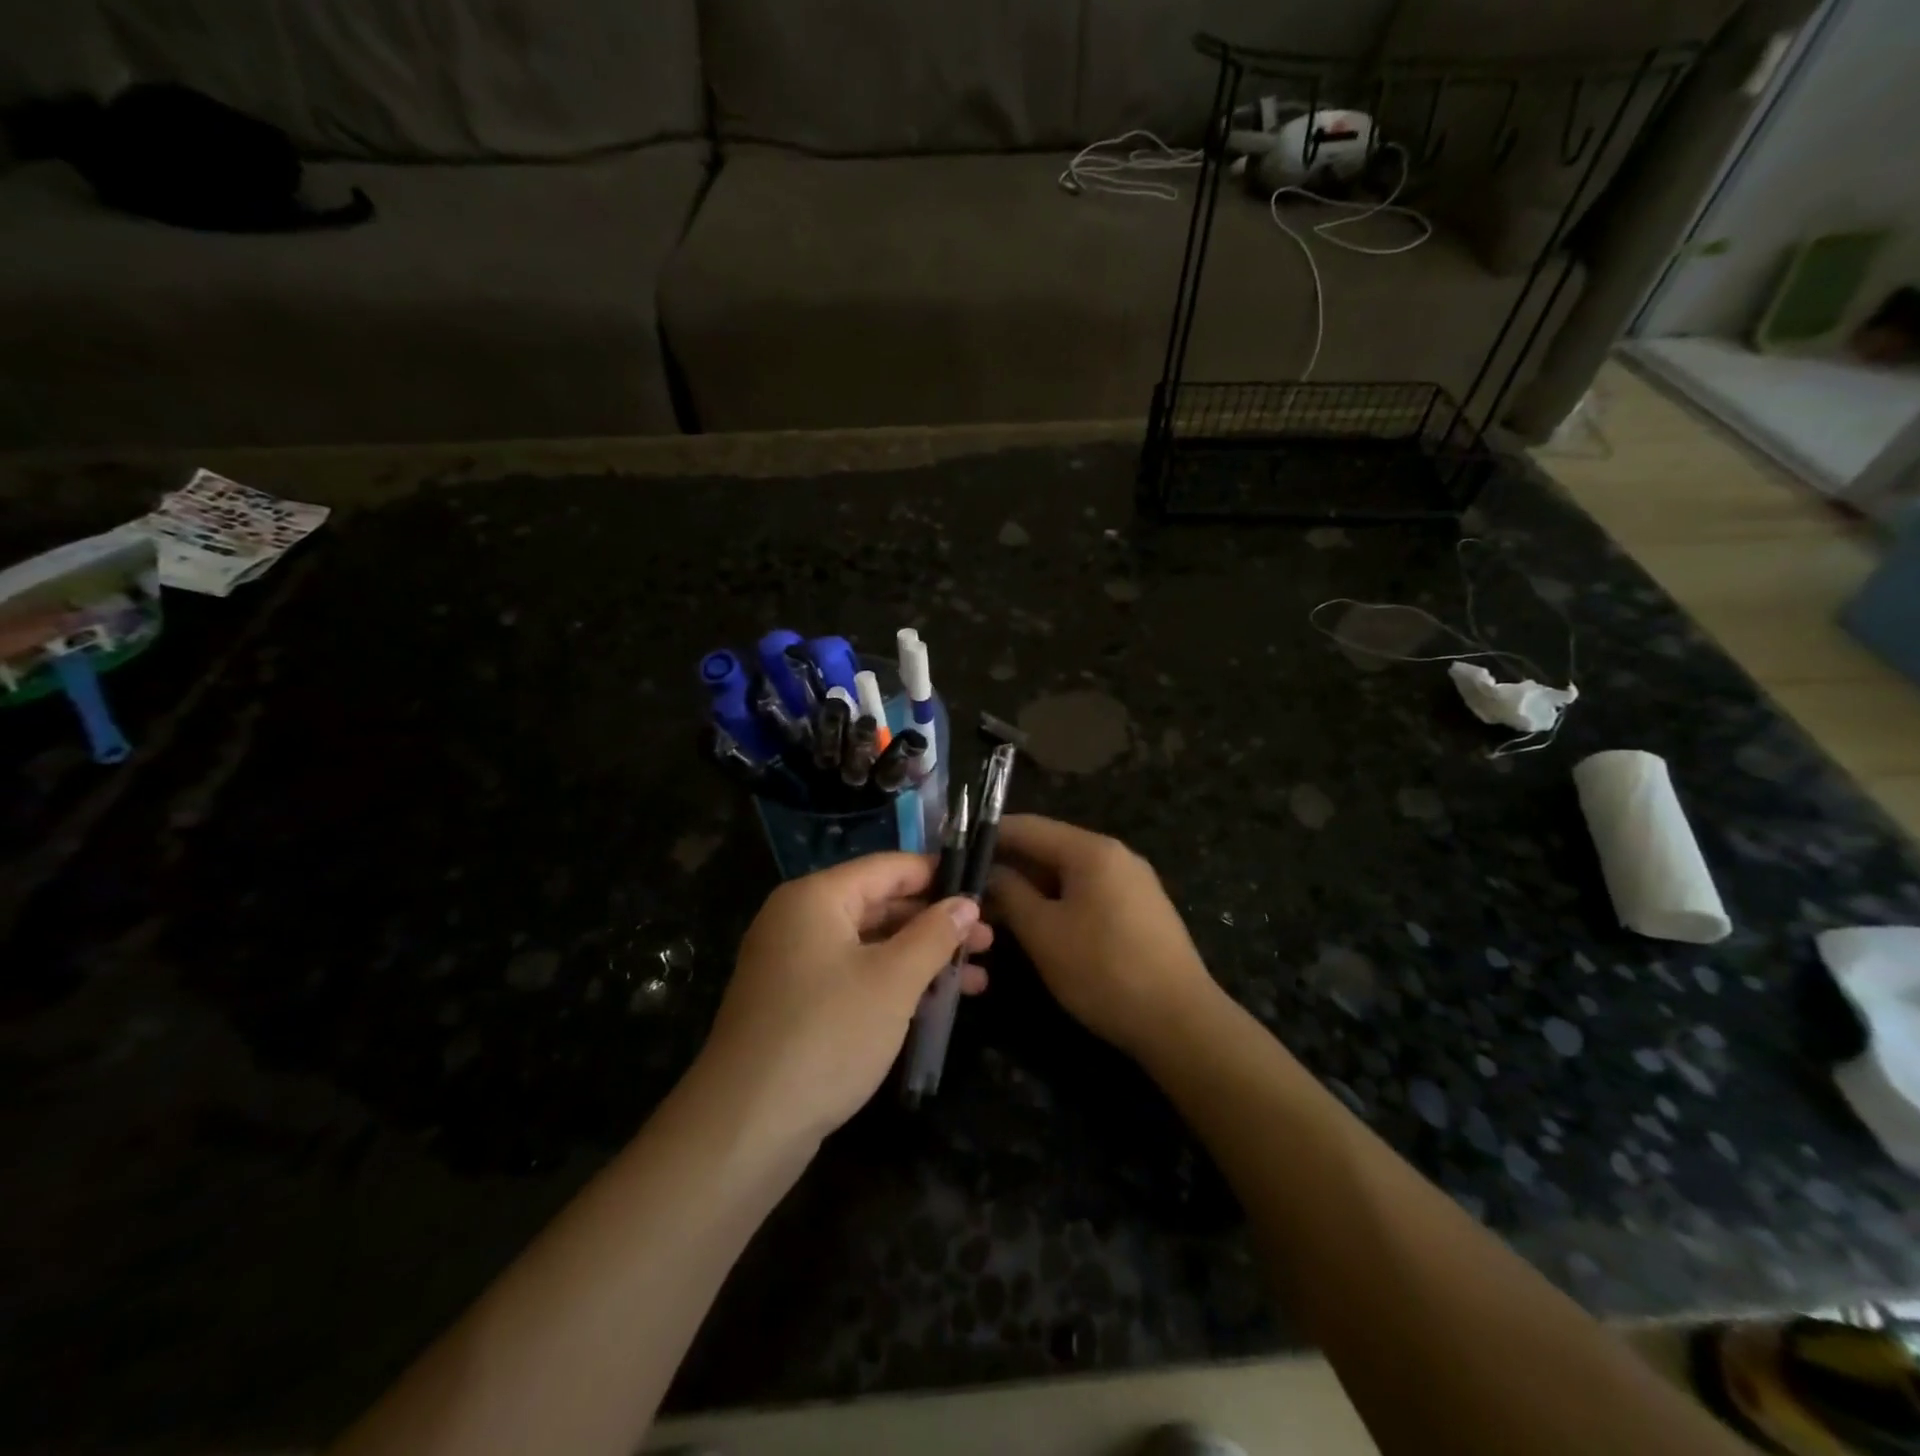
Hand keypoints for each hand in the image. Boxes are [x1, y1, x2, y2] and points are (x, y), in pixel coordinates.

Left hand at [695, 853, 992, 1147]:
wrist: (746, 1126)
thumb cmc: (827, 1035)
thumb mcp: (893, 981)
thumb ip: (934, 934)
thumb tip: (966, 902)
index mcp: (816, 898)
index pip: (889, 867)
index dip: (938, 876)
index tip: (983, 890)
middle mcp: (800, 919)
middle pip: (880, 905)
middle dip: (936, 923)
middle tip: (987, 941)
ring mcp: (794, 963)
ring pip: (871, 945)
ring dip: (922, 958)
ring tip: (977, 978)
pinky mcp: (795, 1003)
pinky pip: (854, 976)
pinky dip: (893, 983)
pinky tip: (936, 1004)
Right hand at [988, 815, 1219, 1059]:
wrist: (1180, 1021)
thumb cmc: (1103, 970)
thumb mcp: (1043, 932)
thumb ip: (1010, 893)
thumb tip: (990, 872)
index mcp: (1092, 850)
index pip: (1028, 826)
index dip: (989, 836)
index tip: (956, 850)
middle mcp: (1116, 855)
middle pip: (1050, 848)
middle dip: (1009, 866)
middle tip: (970, 889)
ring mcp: (1133, 882)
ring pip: (1069, 873)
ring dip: (1032, 887)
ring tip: (996, 910)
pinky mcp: (1141, 909)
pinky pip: (1089, 892)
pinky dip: (1059, 902)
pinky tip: (1038, 925)